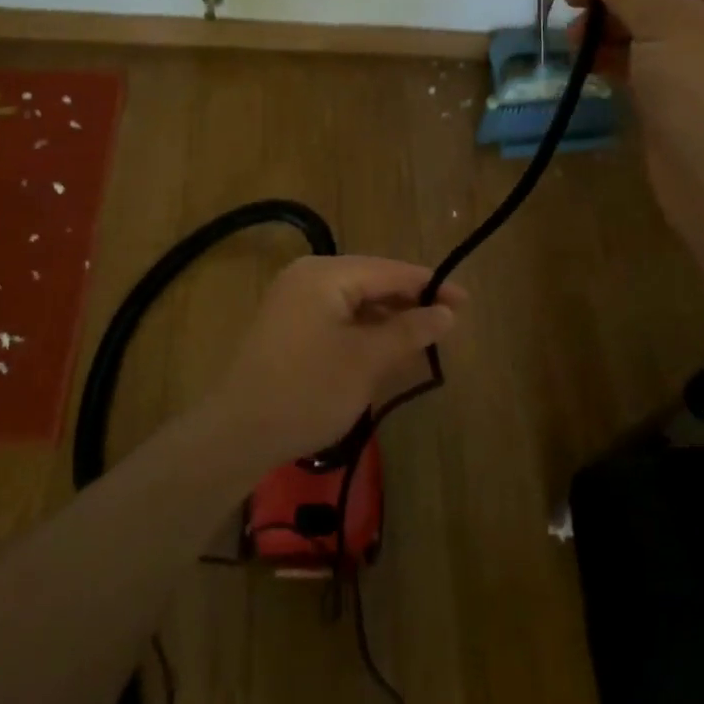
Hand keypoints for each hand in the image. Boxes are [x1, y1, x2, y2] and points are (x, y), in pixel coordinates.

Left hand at [207, 256, 463, 469]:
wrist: (237, 433)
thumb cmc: (308, 390)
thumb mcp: (366, 360)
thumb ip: (409, 331)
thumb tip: (447, 312)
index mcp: (325, 274)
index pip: (390, 271)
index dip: (430, 285)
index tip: (466, 301)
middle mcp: (307, 276)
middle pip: (372, 281)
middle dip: (409, 302)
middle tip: (449, 323)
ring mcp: (294, 300)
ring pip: (355, 300)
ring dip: (388, 318)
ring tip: (424, 338)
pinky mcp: (289, 325)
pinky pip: (337, 316)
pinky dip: (364, 330)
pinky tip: (386, 349)